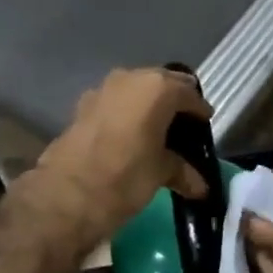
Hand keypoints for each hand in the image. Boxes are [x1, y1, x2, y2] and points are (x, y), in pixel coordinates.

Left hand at [31, 67, 212, 251]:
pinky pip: (115, 104)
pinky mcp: (82, 107)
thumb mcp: (161, 173)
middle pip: (161, 84)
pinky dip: (126, 115)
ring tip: (158, 130)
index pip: (188, 93)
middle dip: (173, 102)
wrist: (67, 194)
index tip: (205, 122)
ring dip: (147, 106)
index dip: (199, 110)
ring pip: (135, 91)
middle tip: (184, 123)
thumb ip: (181, 170)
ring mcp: (102, 90)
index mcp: (157, 88)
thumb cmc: (125, 177)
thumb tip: (199, 186)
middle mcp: (130, 79)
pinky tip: (130, 136)